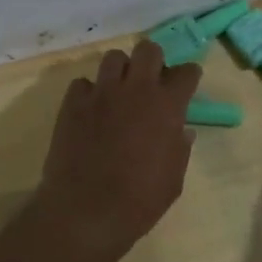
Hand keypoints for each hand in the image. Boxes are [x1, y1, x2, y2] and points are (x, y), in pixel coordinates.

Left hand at [33, 40, 201, 255]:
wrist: (87, 211)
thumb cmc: (140, 200)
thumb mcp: (174, 178)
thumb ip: (179, 148)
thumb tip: (182, 131)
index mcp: (167, 106)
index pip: (186, 72)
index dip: (189, 76)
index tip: (187, 83)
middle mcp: (136, 89)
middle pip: (148, 50)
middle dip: (153, 60)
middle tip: (151, 81)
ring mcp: (101, 93)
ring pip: (113, 58)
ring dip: (121, 71)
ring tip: (119, 91)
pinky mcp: (72, 103)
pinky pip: (82, 83)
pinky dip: (89, 93)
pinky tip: (91, 110)